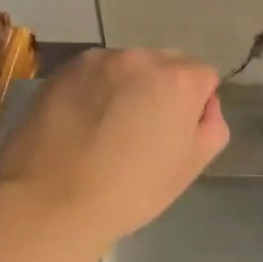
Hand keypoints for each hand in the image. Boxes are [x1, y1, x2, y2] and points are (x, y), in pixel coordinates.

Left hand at [0, 48, 228, 243]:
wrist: (50, 203)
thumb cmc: (132, 190)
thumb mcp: (191, 166)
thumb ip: (212, 127)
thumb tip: (203, 107)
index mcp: (178, 80)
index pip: (204, 76)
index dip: (197, 105)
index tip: (178, 134)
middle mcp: (140, 58)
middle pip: (167, 64)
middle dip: (165, 89)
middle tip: (146, 131)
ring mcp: (97, 61)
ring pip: (129, 67)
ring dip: (129, 87)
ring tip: (110, 128)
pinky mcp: (62, 71)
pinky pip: (95, 74)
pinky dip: (97, 90)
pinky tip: (84, 124)